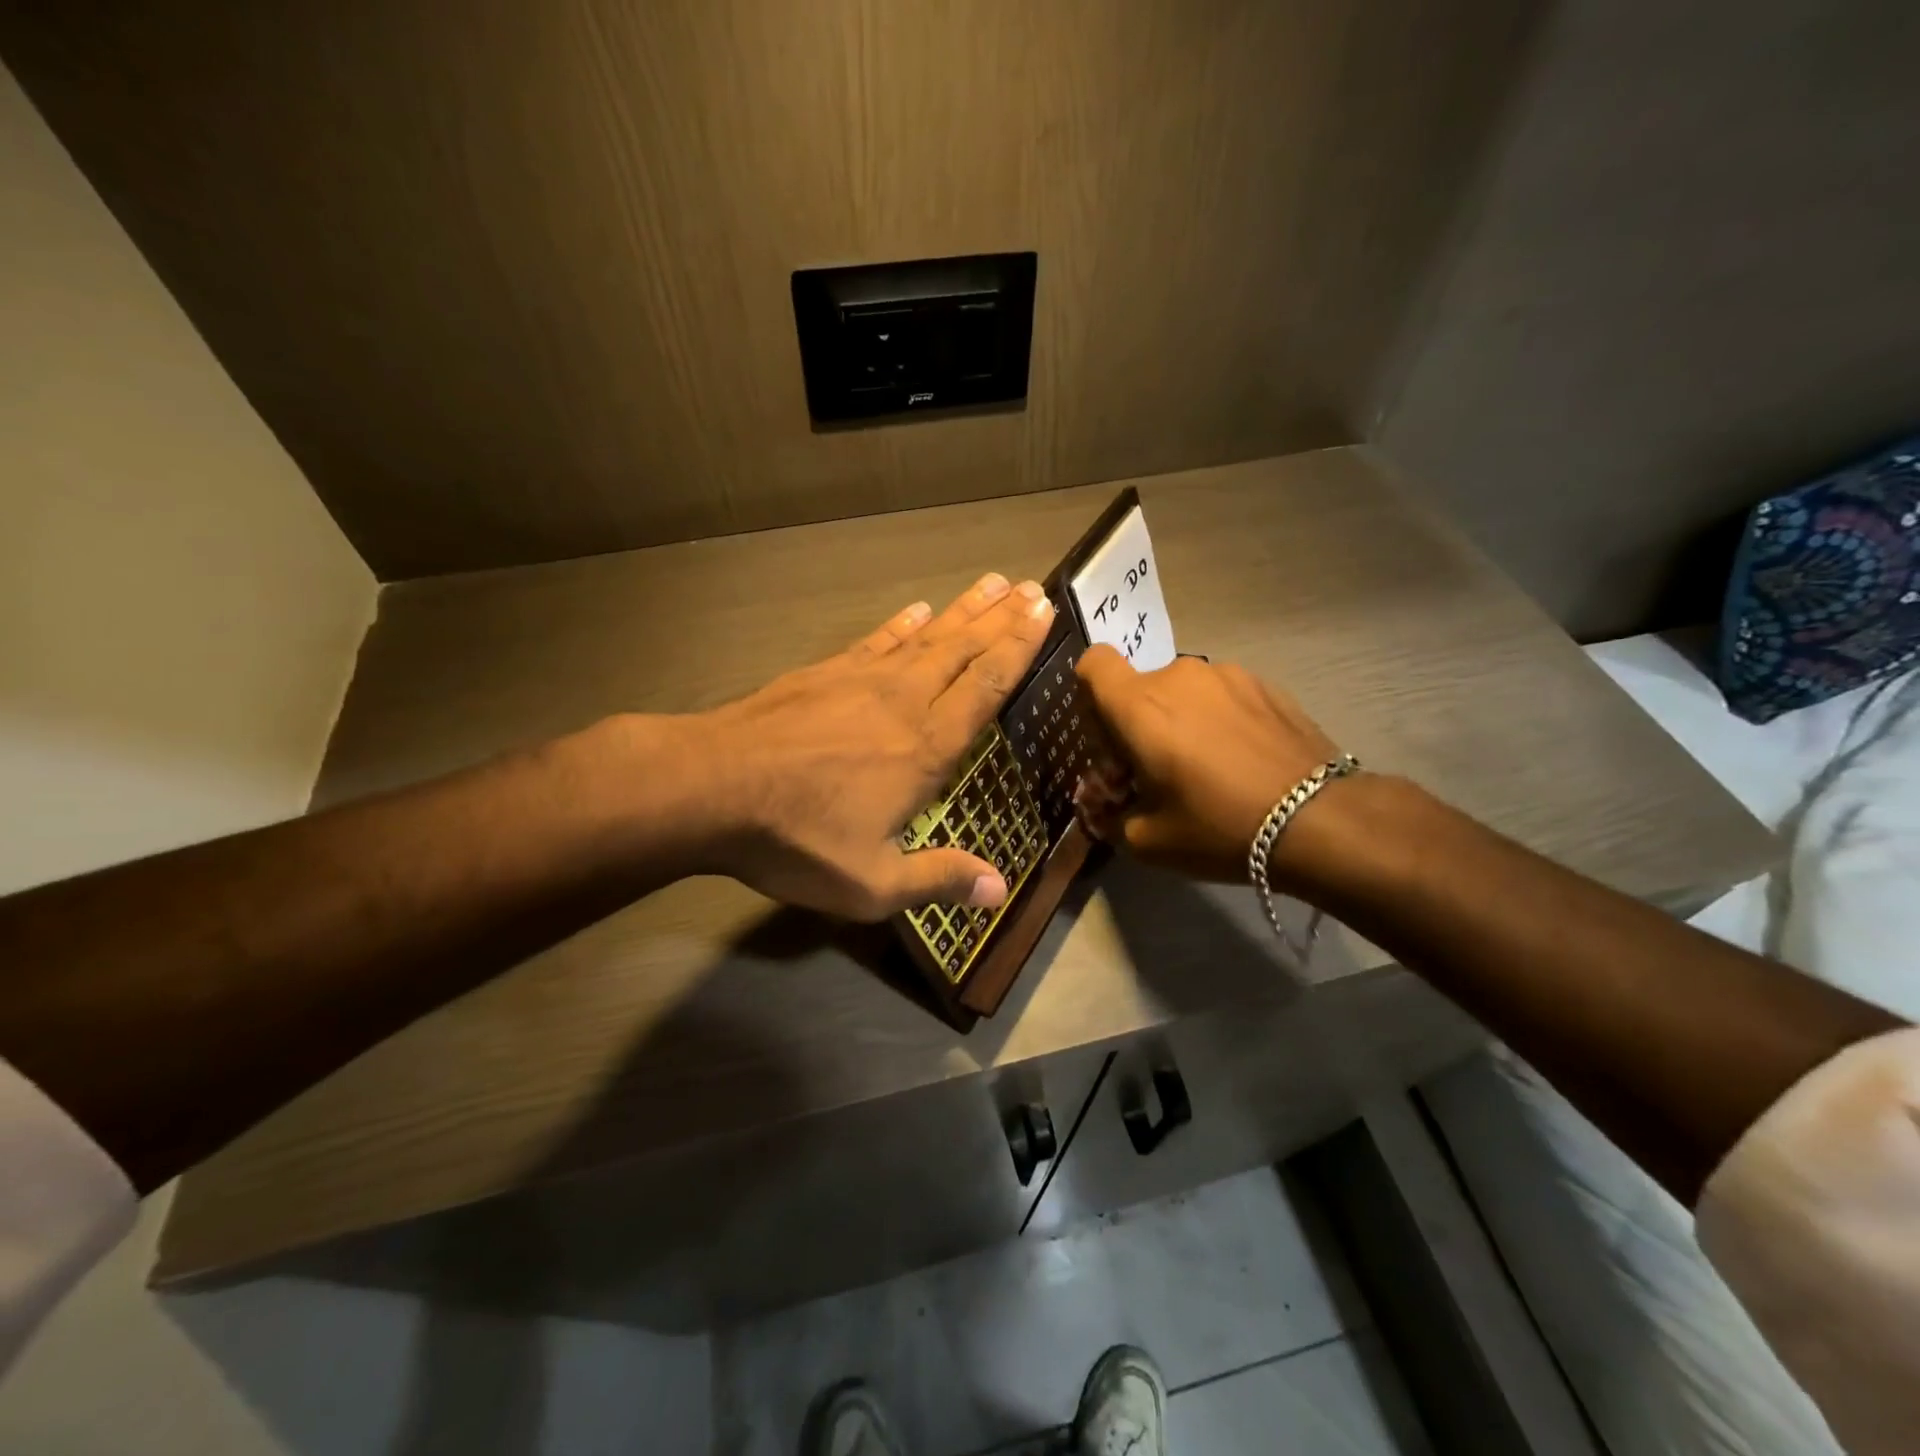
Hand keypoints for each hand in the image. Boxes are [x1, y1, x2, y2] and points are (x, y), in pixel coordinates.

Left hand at [695, 573, 1054, 919]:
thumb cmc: (796, 838)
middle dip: (1002, 619)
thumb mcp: (871, 882)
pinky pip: (875, 641)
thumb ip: (938, 880)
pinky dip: (901, 624)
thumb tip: (1000, 891)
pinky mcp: (823, 673)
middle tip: (1033, 588)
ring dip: (962, 610)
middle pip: (963, 651)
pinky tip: (916, 610)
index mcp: (925, 749)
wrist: (711, 787)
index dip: (1018, 650)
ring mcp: (860, 680)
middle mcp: (903, 702)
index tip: (1043, 614)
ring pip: (925, 637)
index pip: (985, 688)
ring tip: (992, 583)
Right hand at [1073, 647, 1346, 882]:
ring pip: (1183, 691)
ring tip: (1209, 767)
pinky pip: (1222, 695)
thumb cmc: (1218, 827)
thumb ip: (1108, 815)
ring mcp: (1227, 675)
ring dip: (1181, 720)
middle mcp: (1179, 676)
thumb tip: (1100, 802)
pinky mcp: (1265, 684)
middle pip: (1139, 687)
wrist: (1319, 821)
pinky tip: (1243, 760)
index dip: (1091, 693)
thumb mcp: (1146, 840)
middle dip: (1138, 723)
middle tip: (1159, 771)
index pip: (1094, 663)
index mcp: (1140, 706)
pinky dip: (1219, 719)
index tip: (1108, 734)